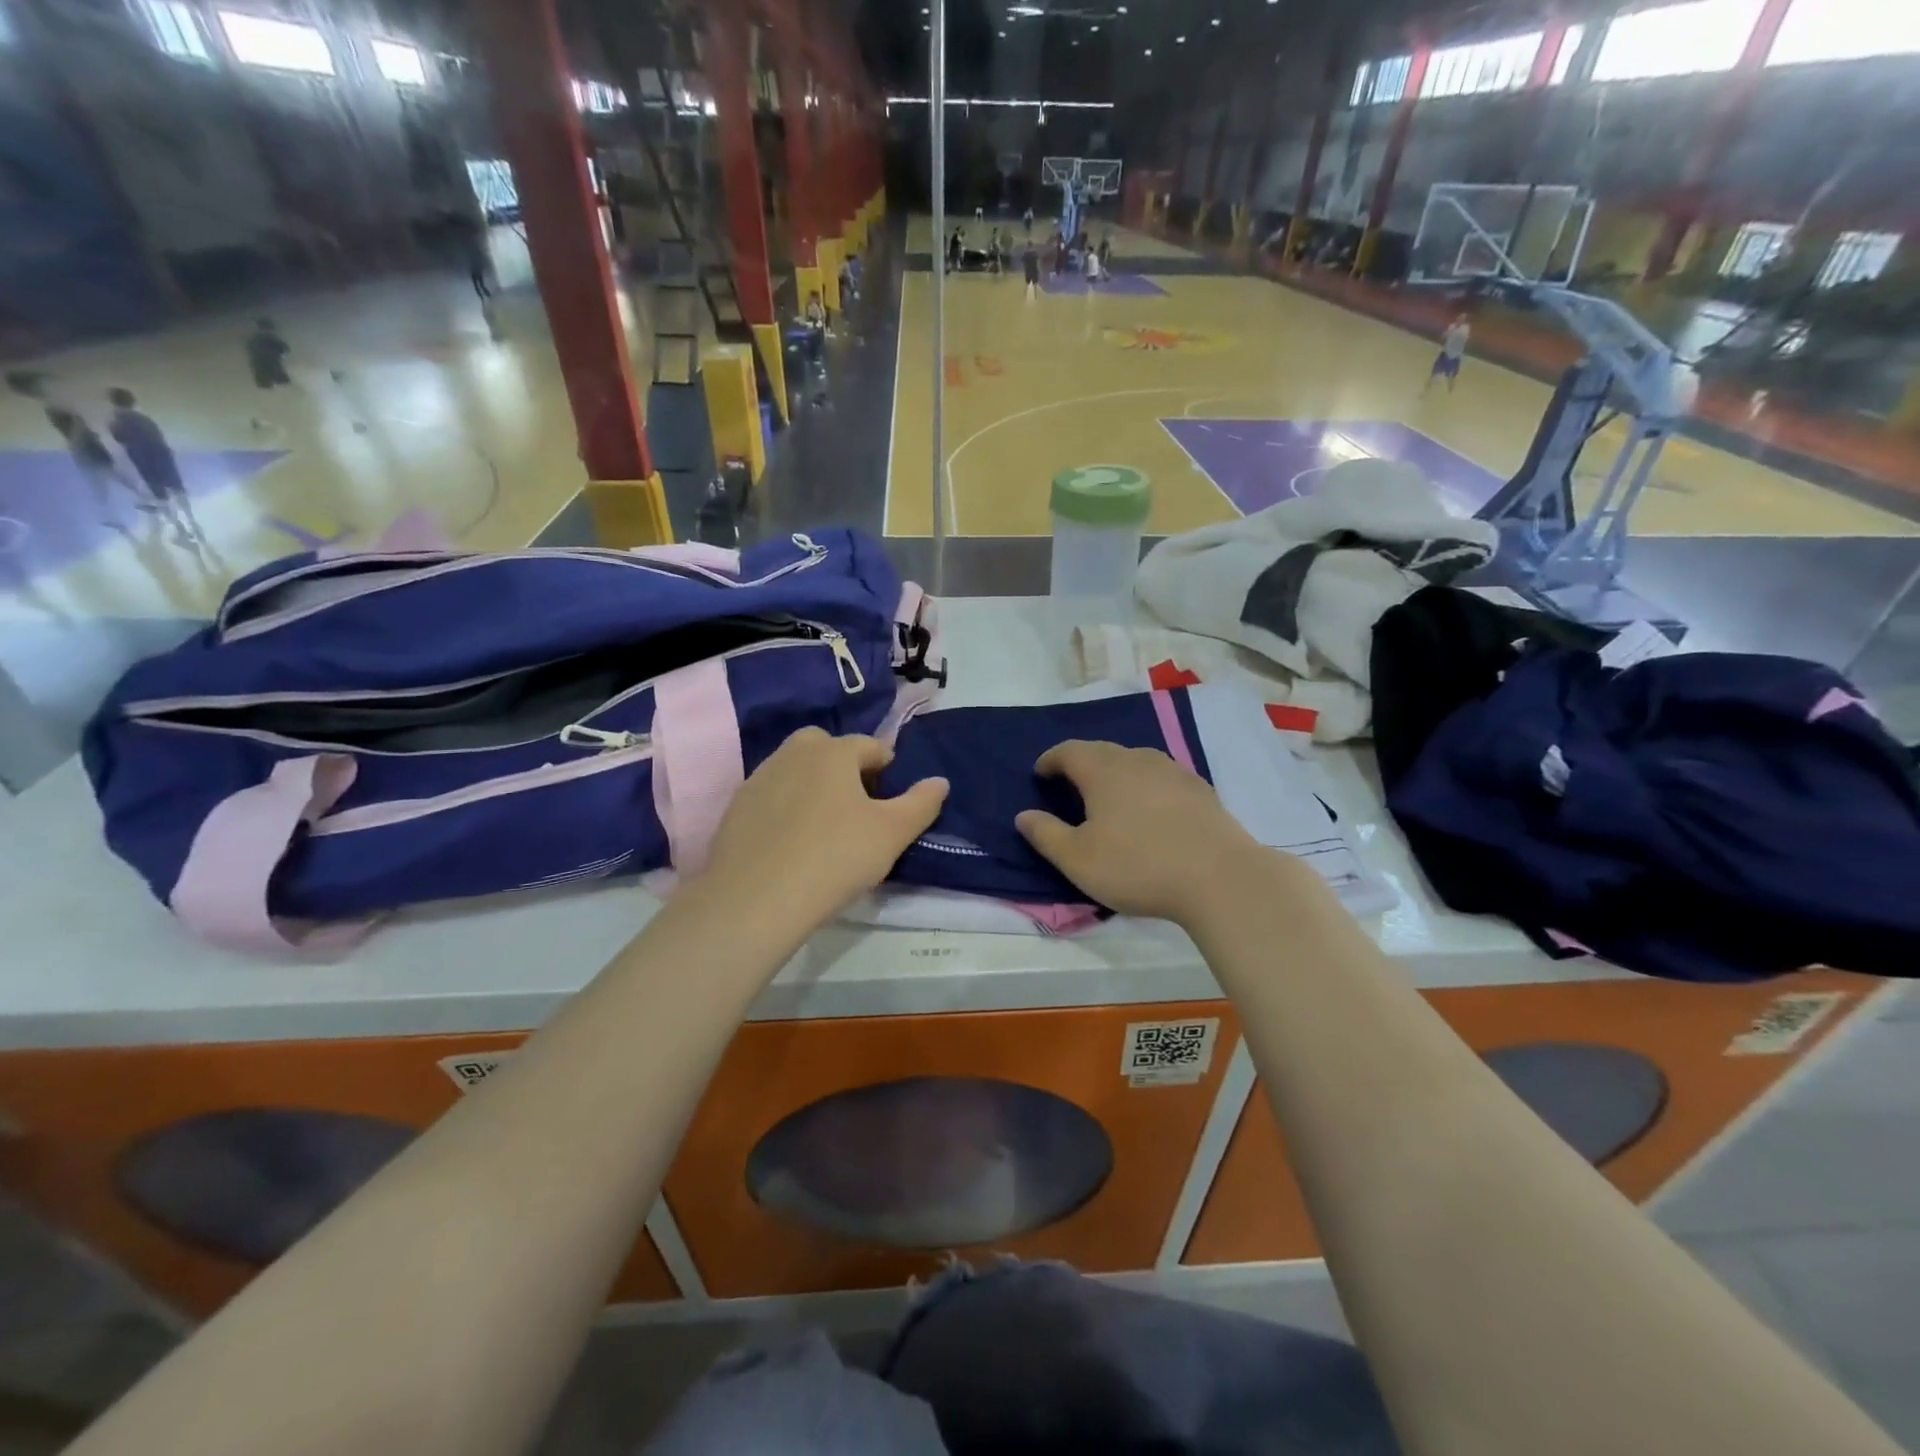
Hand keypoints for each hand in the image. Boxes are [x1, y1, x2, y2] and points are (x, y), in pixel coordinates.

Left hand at [702, 728, 947, 924]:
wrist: (755, 900)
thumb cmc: (835, 858)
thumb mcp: (892, 834)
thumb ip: (921, 803)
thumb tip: (940, 781)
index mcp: (833, 751)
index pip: (871, 746)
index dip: (888, 771)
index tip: (892, 803)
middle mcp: (793, 753)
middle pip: (827, 749)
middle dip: (846, 769)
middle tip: (858, 810)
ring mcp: (758, 779)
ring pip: (796, 771)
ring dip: (814, 787)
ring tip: (825, 830)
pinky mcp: (736, 809)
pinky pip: (772, 797)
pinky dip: (786, 810)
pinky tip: (792, 844)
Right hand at [1015, 740, 1272, 923]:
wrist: (1220, 877)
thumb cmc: (1138, 866)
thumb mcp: (1078, 860)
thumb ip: (1046, 835)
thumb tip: (1023, 816)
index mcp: (1103, 771)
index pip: (1069, 751)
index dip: (1050, 760)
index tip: (1040, 773)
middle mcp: (1137, 759)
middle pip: (1102, 751)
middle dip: (1081, 763)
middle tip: (1070, 784)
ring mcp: (1173, 771)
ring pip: (1135, 761)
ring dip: (1116, 772)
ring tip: (1109, 795)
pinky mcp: (1200, 789)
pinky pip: (1161, 777)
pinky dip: (1146, 785)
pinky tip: (1151, 808)